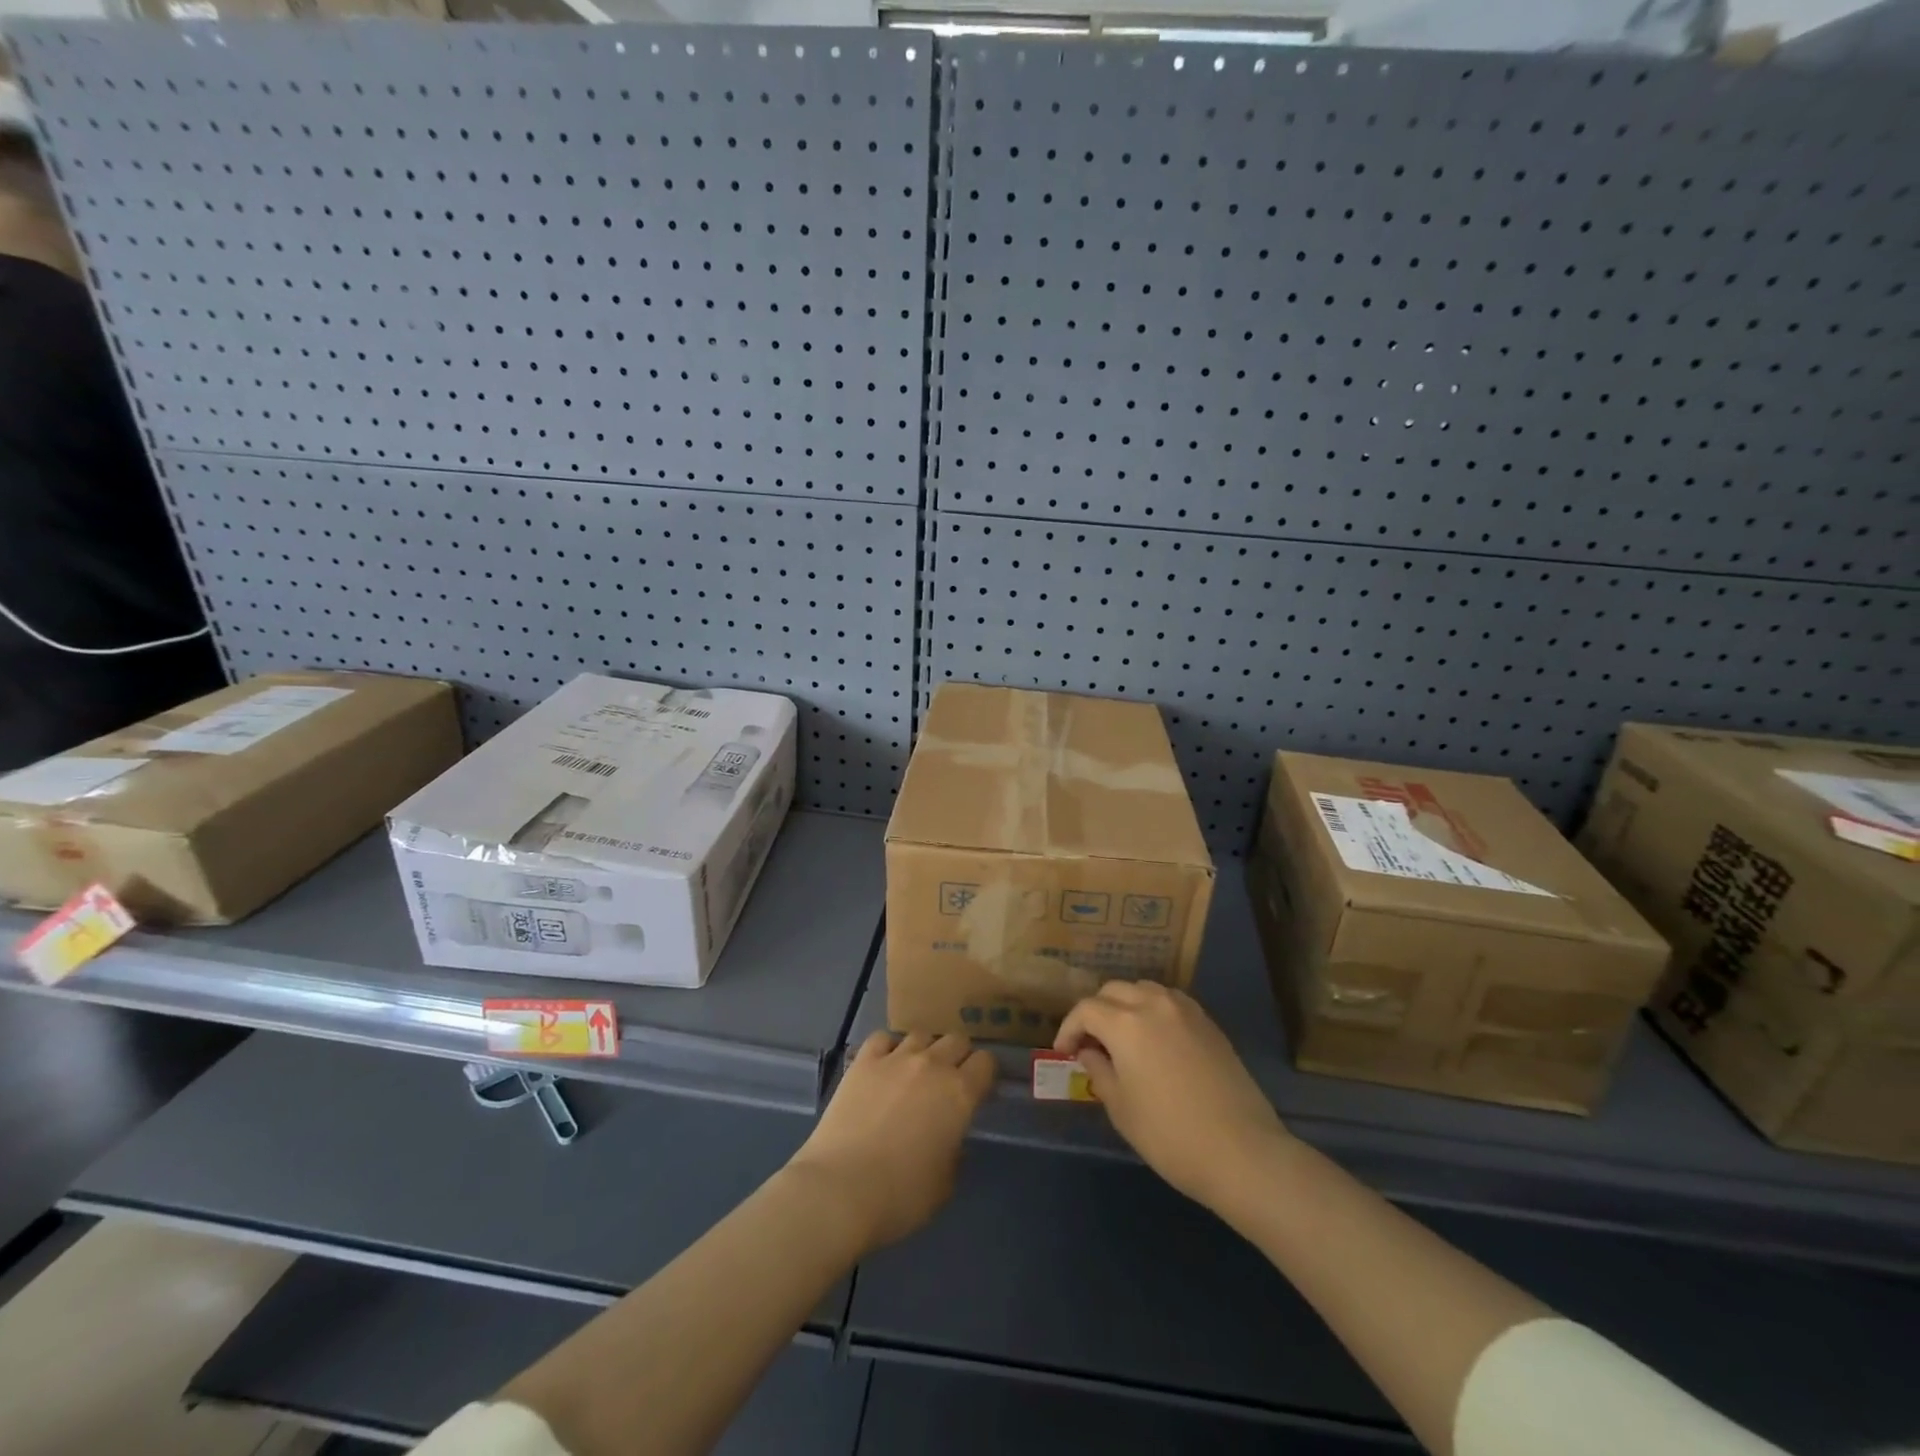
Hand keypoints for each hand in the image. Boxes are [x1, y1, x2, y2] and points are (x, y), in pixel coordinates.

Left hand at [787, 1030, 995, 1253]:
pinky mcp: (863, 1061)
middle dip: (957, 1057)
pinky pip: (883, 1038)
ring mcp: (895, 1058)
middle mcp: (932, 1065)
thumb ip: (954, 1153)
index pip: (986, 1063)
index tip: (978, 1092)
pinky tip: (884, 1066)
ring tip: (914, 1073)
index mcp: (959, 1094)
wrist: (841, 1189)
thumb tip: (950, 1138)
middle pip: (956, 1040)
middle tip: (948, 1082)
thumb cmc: (900, 1196)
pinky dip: (888, 1048)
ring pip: (921, 1034)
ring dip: (924, 1050)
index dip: (984, 1075)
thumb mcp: (944, 1185)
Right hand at [1056, 982, 1291, 1216]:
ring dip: (1125, 1005)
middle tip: (1090, 1043)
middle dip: (1095, 1012)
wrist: (1241, 1152)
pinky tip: (1155, 1039)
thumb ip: (1099, 1071)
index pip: (1085, 1009)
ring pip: (1143, 989)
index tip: (1065, 1053)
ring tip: (1122, 1037)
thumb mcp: (1120, 1108)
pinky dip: (1153, 1010)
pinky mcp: (1208, 1023)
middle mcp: (1153, 1004)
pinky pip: (1170, 1001)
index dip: (1069, 1028)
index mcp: (1125, 1023)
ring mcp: (1185, 1010)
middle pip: (1113, 990)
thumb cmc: (1169, 1135)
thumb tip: (1091, 1053)